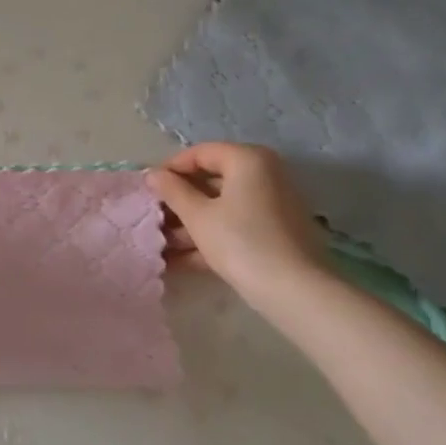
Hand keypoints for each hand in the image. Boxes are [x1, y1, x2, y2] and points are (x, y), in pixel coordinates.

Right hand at [148, 142, 326, 311]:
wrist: (296, 292)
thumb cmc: (241, 242)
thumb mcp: (198, 215)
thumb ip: (172, 191)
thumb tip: (153, 174)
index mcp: (248, 160)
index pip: (200, 153)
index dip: (170, 169)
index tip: (149, 190)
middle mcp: (265, 174)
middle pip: (212, 180)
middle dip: (180, 201)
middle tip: (154, 219)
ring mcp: (274, 204)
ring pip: (223, 206)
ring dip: (192, 223)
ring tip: (162, 245)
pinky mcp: (277, 232)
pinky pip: (237, 224)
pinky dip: (212, 236)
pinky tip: (183, 259)